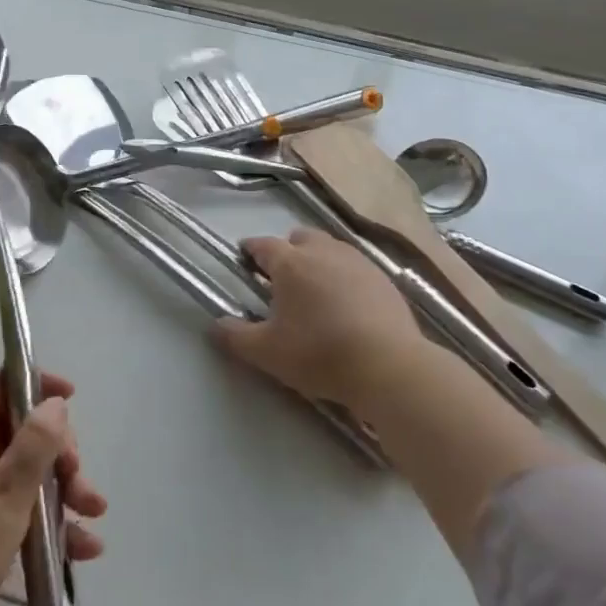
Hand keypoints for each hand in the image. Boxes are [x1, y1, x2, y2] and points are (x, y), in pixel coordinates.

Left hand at [0, 371, 106, 605]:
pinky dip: (43, 523)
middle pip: (18, 432)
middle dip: (58, 453)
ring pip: (21, 475)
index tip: (70, 398)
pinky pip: (11, 510)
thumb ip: (36, 442)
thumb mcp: (8, 490)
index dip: (34, 383)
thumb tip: (54, 403)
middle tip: (80, 480)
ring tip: (94, 516)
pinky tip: (81, 549)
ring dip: (60, 491)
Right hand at [216, 228, 426, 409]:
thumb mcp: (268, 353)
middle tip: (282, 279)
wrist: (389, 367)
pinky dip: (345, 277)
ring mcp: (357, 262)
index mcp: (290, 263)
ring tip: (315, 291)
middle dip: (287, 251)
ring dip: (318, 261)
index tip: (244, 259)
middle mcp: (322, 252)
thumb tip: (215, 325)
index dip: (250, 250)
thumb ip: (236, 337)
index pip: (262, 245)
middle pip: (299, 238)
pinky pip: (356, 268)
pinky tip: (348, 305)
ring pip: (330, 249)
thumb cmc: (320, 354)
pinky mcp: (384, 279)